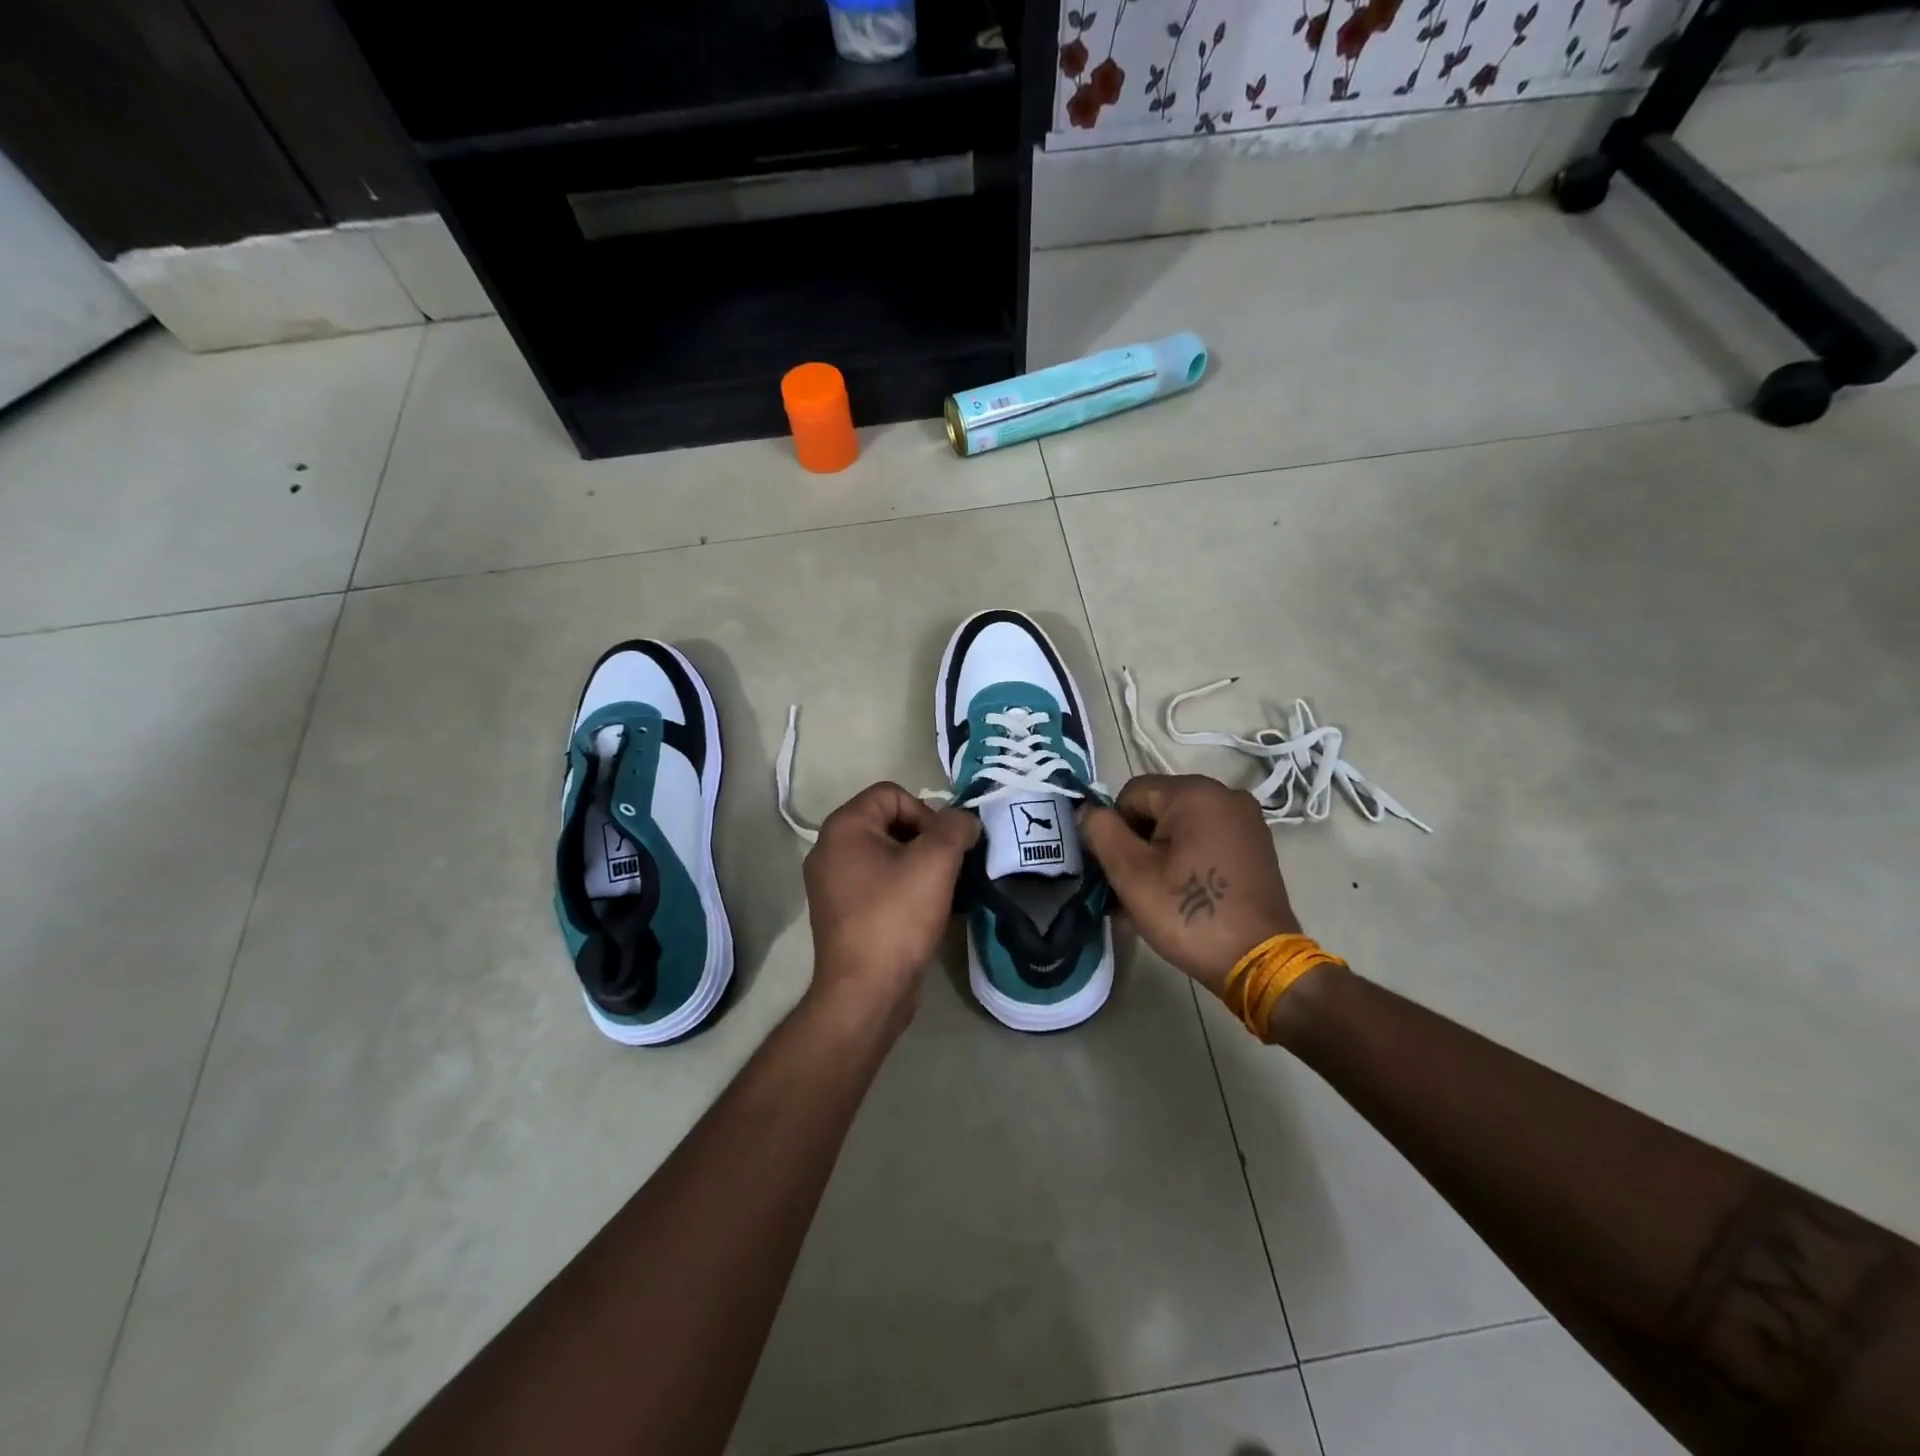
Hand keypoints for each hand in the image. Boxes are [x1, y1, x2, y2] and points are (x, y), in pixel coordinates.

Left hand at [803, 782, 979, 1022]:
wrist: (866, 992)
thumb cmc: (896, 917)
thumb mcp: (935, 862)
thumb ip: (955, 828)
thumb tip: (963, 820)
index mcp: (844, 828)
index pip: (892, 794)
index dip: (926, 812)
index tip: (945, 847)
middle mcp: (830, 849)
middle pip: (890, 822)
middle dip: (926, 839)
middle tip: (949, 868)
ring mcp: (832, 883)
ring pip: (887, 855)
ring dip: (919, 865)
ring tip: (943, 890)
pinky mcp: (843, 912)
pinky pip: (879, 883)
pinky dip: (905, 888)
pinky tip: (927, 910)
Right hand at [1078, 775, 1301, 997]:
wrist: (1259, 961)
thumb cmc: (1190, 914)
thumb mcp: (1131, 873)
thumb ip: (1101, 831)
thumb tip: (1086, 810)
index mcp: (1195, 793)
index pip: (1131, 794)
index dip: (1115, 829)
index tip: (1119, 869)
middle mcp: (1225, 795)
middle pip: (1157, 808)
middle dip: (1137, 844)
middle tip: (1130, 888)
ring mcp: (1246, 821)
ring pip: (1181, 827)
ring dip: (1159, 856)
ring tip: (1153, 898)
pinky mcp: (1256, 845)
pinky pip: (1206, 840)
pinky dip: (1186, 860)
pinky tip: (1181, 895)